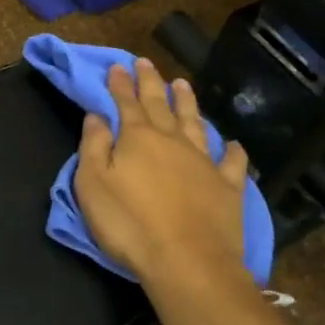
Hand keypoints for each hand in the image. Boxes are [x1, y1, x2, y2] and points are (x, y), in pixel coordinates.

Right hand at [74, 58, 251, 287]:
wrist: (188, 261)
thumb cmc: (130, 223)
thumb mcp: (93, 185)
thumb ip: (94, 146)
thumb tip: (97, 116)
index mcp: (138, 138)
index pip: (126, 103)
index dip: (120, 84)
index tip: (117, 66)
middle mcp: (172, 141)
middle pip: (160, 104)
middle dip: (150, 82)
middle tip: (145, 63)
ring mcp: (204, 162)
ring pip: (195, 123)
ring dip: (188, 102)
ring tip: (183, 84)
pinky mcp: (228, 187)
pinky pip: (231, 162)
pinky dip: (231, 150)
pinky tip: (231, 143)